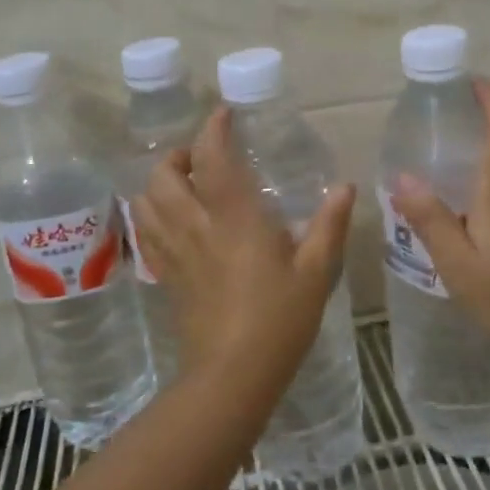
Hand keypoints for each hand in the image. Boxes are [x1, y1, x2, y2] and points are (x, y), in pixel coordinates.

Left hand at [131, 106, 354, 385]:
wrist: (232, 376)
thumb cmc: (279, 319)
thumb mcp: (316, 271)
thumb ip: (329, 224)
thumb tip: (344, 186)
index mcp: (234, 217)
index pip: (212, 157)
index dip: (214, 129)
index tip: (224, 114)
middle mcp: (196, 225)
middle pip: (163, 174)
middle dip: (179, 155)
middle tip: (205, 158)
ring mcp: (175, 252)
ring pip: (146, 201)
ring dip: (160, 182)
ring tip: (187, 185)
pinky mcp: (166, 276)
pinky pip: (147, 234)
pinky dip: (152, 215)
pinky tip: (175, 222)